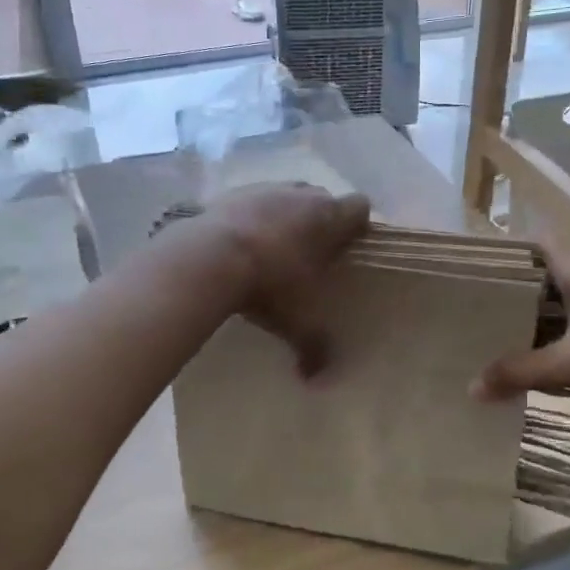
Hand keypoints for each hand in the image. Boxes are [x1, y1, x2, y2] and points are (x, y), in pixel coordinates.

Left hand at [197, 183, 370, 377]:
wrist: (209, 258)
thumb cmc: (268, 285)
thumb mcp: (295, 322)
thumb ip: (312, 348)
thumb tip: (315, 380)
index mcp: (329, 218)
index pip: (360, 206)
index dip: (357, 224)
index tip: (349, 247)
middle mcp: (301, 195)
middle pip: (323, 199)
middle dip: (320, 221)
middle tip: (311, 254)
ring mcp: (265, 189)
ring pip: (286, 196)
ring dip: (284, 216)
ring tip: (272, 249)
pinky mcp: (231, 193)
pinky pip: (251, 201)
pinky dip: (251, 218)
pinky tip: (239, 245)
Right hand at [472, 240, 569, 400]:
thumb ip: (521, 373)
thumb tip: (472, 388)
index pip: (536, 242)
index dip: (508, 251)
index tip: (482, 270)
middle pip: (551, 268)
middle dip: (522, 285)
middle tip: (490, 307)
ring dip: (550, 306)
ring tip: (518, 329)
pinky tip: (565, 346)